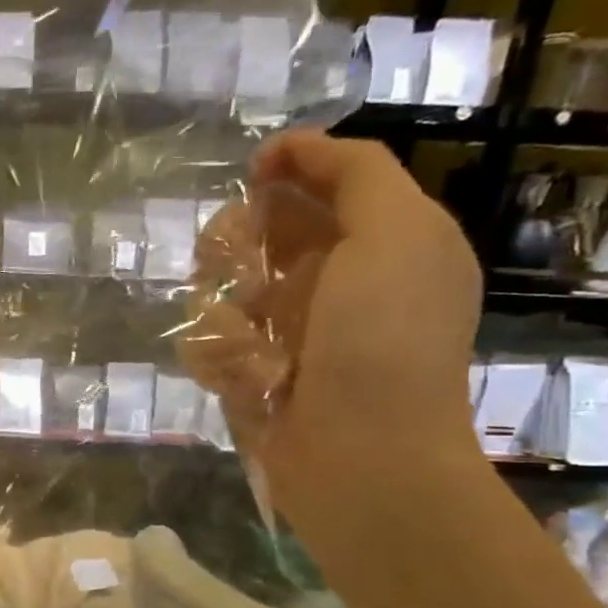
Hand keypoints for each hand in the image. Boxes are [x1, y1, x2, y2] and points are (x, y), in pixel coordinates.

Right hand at [179, 132, 482, 523]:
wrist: (364, 458)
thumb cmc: (383, 341)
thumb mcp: (396, 235)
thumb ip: (356, 174)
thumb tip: (290, 150)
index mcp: (382, 244)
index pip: (324, 184)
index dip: (287, 169)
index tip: (251, 174)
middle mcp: (335, 283)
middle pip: (261, 233)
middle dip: (239, 242)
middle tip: (232, 262)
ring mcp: (290, 334)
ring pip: (225, 289)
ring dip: (225, 309)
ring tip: (245, 340)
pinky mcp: (253, 376)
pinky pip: (212, 345)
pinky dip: (219, 356)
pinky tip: (242, 378)